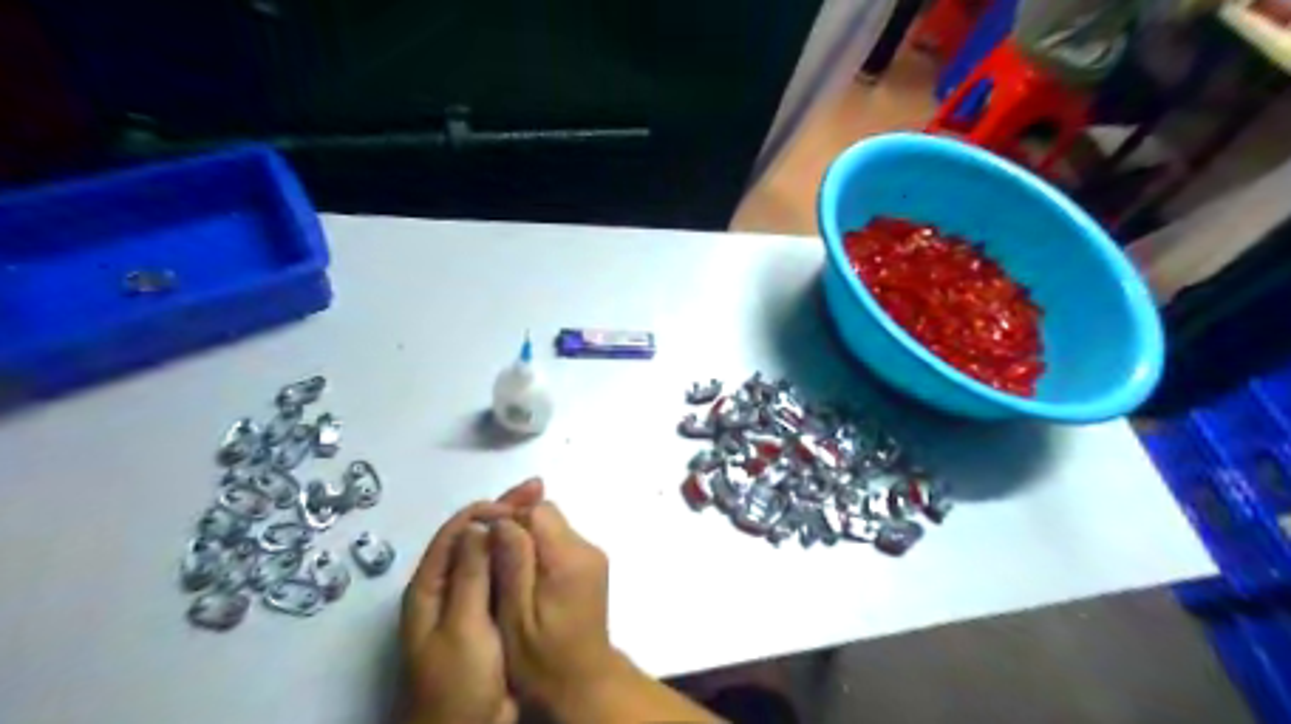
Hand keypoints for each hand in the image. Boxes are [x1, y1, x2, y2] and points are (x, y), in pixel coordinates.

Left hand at [402, 480, 543, 723]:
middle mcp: (448, 585)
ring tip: (544, 504)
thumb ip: (470, 574)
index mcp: (431, 587)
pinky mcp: (489, 610)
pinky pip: (504, 571)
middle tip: (538, 488)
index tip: (520, 501)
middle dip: (505, 509)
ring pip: (492, 550)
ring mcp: (470, 598)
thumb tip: (479, 523)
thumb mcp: (462, 626)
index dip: (487, 509)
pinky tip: (540, 542)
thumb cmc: (458, 681)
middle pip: (475, 535)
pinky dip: (520, 551)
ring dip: (515, 526)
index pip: (457, 531)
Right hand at [490, 500, 620, 710]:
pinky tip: (525, 581)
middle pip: (547, 516)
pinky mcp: (591, 565)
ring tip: (506, 573)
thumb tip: (501, 520)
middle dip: (517, 529)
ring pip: (552, 527)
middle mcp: (587, 549)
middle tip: (492, 559)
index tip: (486, 542)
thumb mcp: (516, 616)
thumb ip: (512, 564)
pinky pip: (560, 543)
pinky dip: (539, 553)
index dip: (509, 518)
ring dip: (528, 542)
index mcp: (569, 559)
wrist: (582, 682)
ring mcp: (592, 556)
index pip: (538, 511)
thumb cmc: (542, 658)